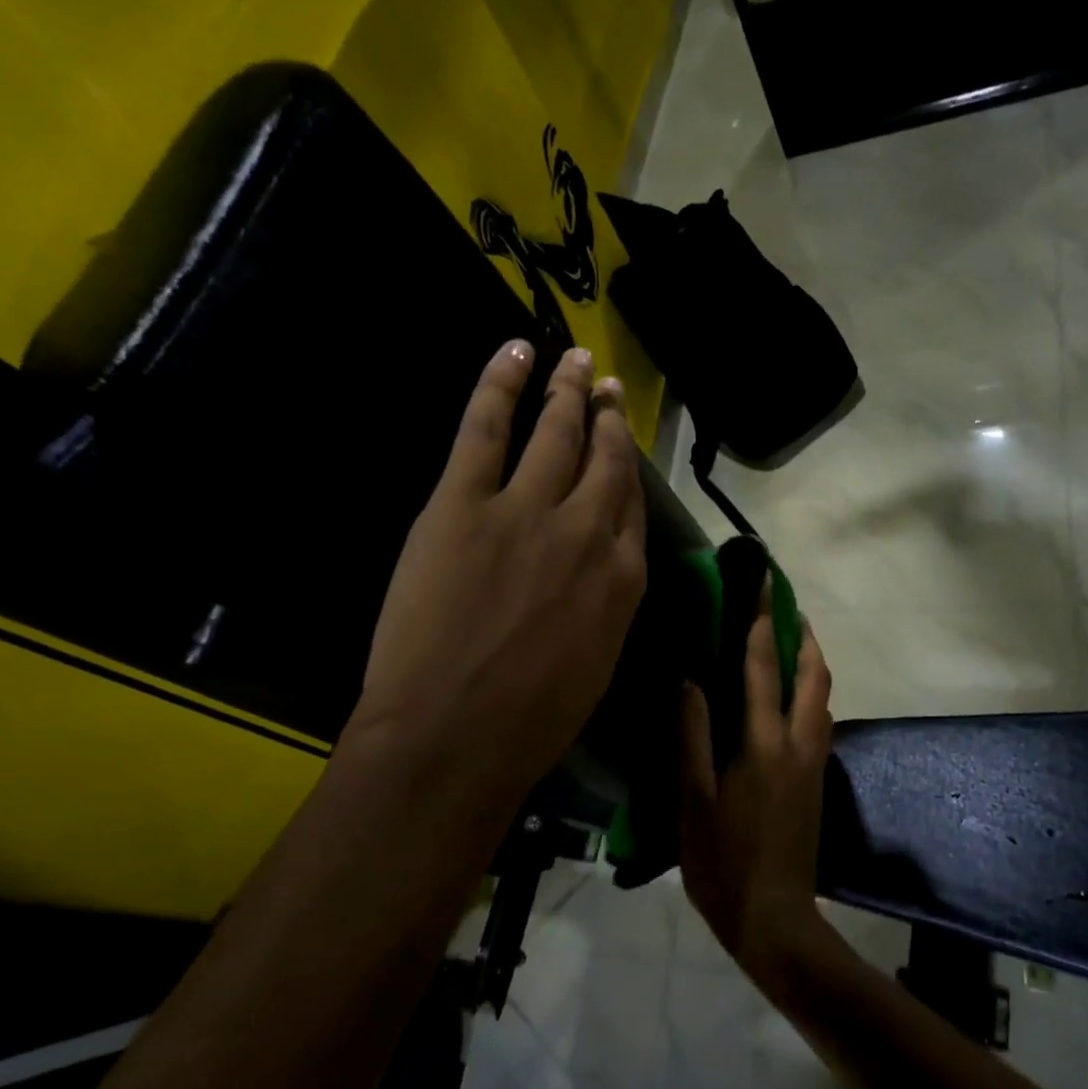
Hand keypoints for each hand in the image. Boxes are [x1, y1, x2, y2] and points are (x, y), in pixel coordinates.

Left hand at [346, 340, 646, 826]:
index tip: (621, 446)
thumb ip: (606, 605)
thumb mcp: (597, 663)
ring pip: (556, 432)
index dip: (627, 470)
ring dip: (569, 391)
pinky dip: (501, 383)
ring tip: (576, 362)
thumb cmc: (531, 721)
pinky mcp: (465, 503)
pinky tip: (516, 351)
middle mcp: (589, 531)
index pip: (632, 506)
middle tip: (608, 388)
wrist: (455, 737)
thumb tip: (600, 572)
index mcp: (623, 578)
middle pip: (606, 459)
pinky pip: (486, 427)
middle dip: (609, 418)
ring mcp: (527, 510)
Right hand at [678, 589, 833, 977]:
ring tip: (791, 641)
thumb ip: (692, 736)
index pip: (764, 667)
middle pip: (813, 674)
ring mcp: (814, 762)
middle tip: (787, 606)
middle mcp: (799, 743)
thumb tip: (690, 681)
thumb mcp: (692, 800)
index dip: (762, 621)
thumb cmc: (722, 862)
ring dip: (811, 661)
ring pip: (823, 696)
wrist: (774, 919)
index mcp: (763, 744)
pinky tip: (790, 696)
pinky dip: (810, 691)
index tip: (764, 584)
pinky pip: (820, 718)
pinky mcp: (818, 780)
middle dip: (804, 633)